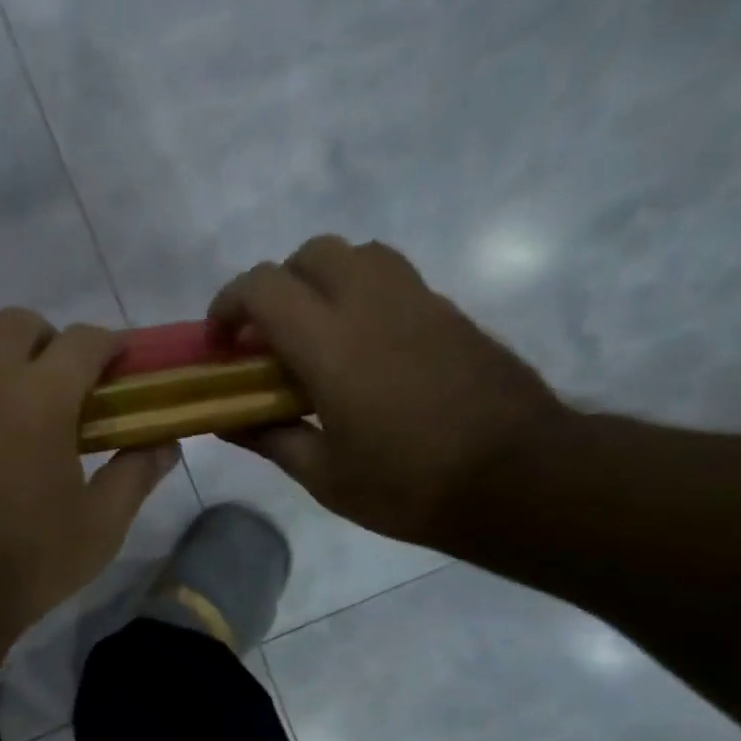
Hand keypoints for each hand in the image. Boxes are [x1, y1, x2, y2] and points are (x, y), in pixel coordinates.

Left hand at [0, 307, 180, 637]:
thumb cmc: (24, 565)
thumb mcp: (99, 529)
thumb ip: (135, 476)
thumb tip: (167, 442)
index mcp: (43, 397)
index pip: (85, 341)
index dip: (106, 345)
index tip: (112, 362)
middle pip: (17, 323)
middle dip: (42, 342)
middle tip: (44, 381)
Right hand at [209, 235, 566, 547]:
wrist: (520, 478)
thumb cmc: (409, 486)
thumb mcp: (325, 477)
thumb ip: (270, 438)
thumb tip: (227, 420)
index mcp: (331, 344)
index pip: (264, 287)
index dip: (228, 304)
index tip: (220, 342)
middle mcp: (372, 304)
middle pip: (311, 254)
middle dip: (276, 286)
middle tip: (269, 338)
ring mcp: (418, 301)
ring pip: (358, 254)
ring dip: (322, 281)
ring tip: (316, 336)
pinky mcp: (449, 312)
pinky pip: (393, 277)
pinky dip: (361, 295)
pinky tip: (363, 350)